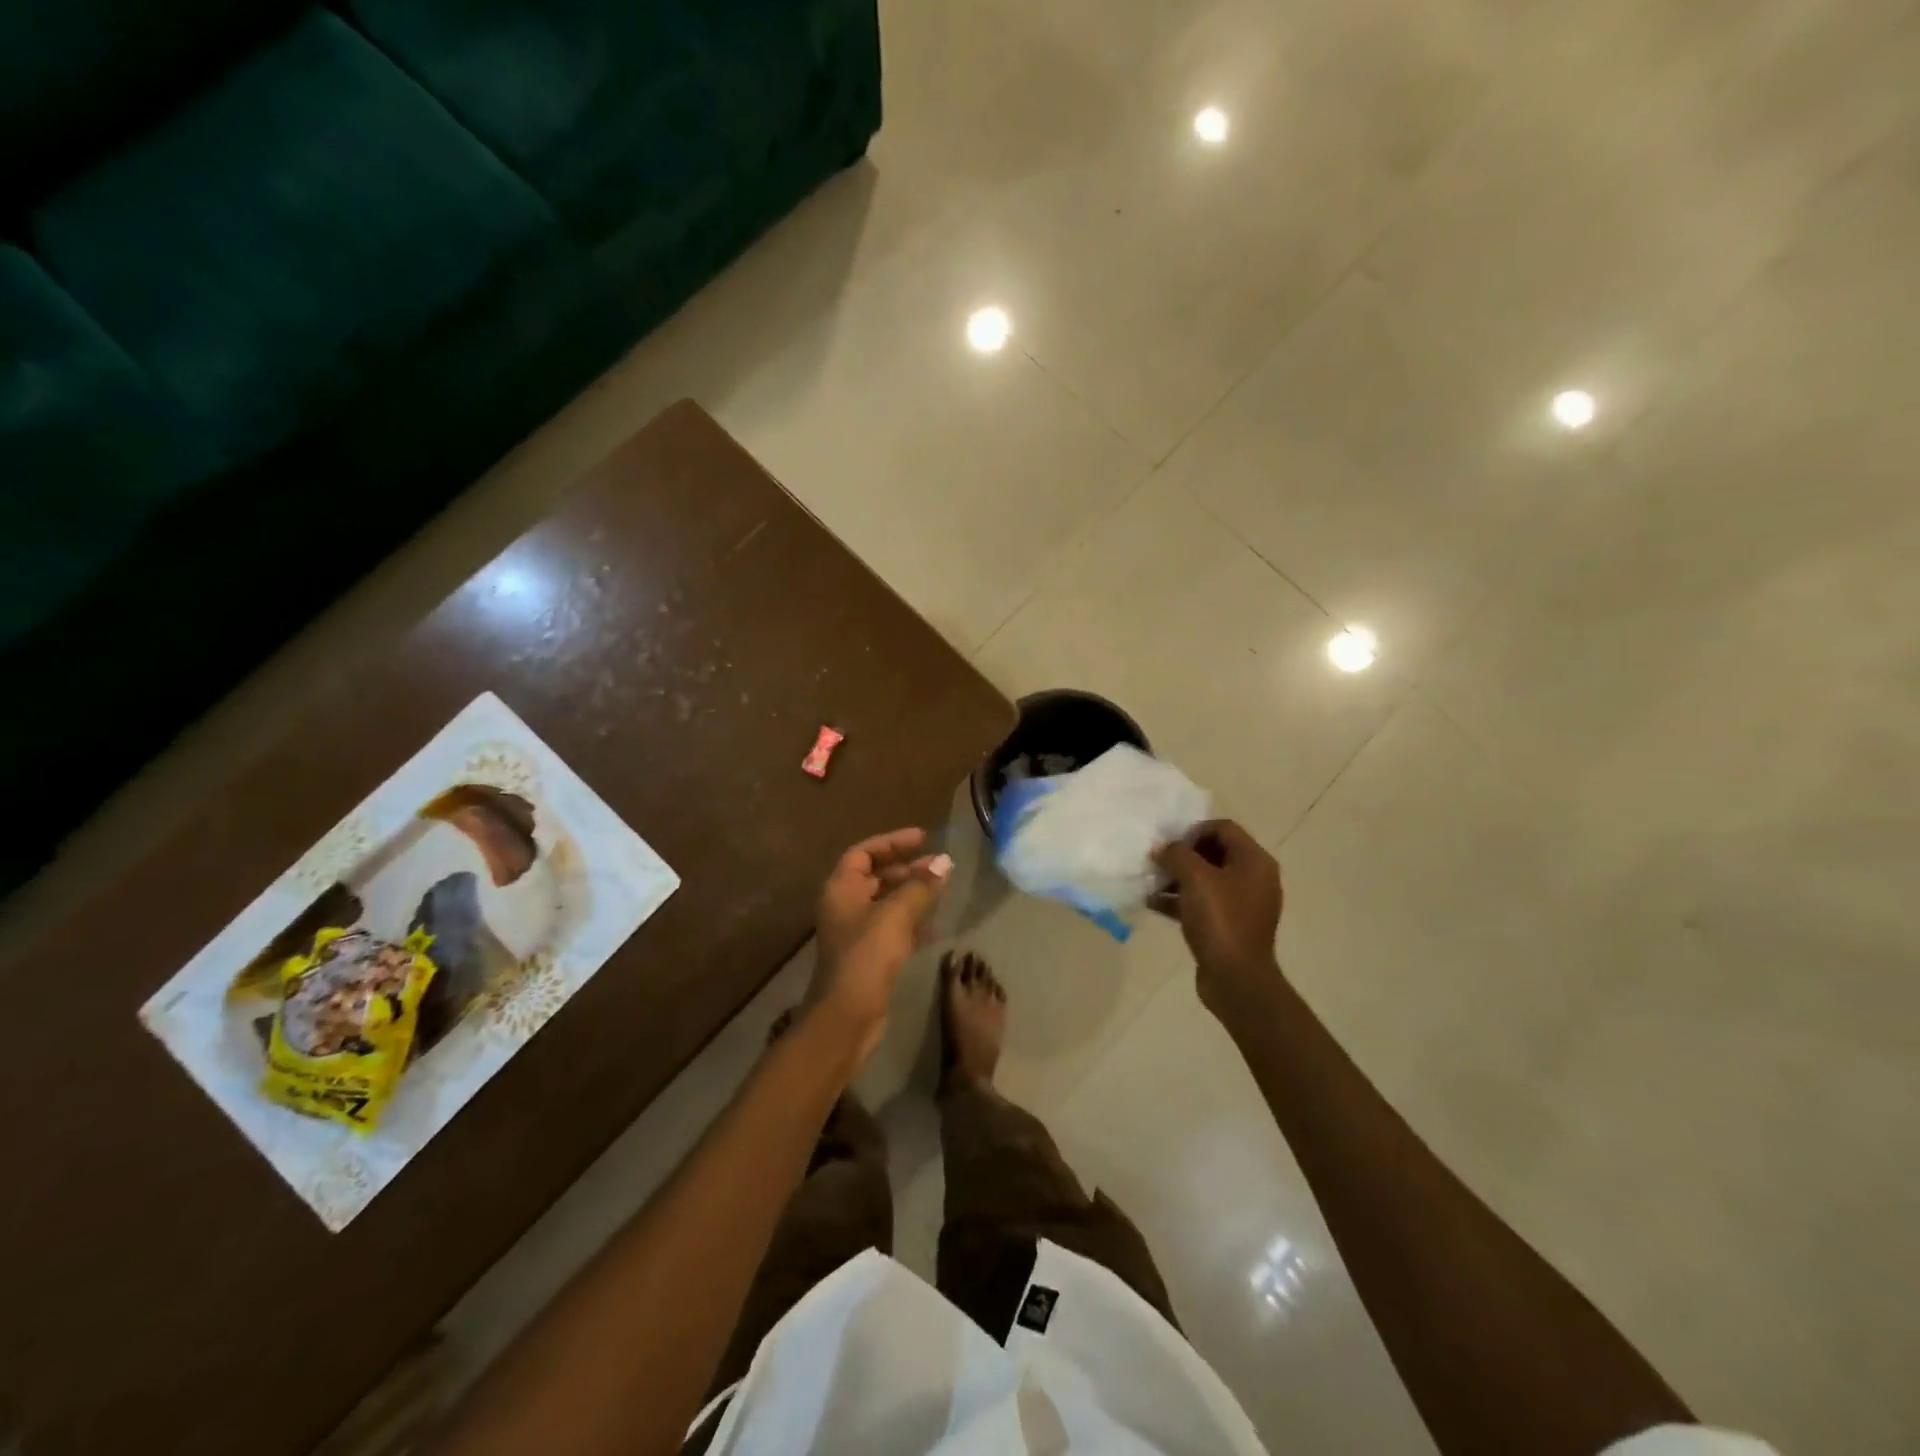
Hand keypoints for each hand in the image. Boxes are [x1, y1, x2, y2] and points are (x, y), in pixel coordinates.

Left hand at [811, 828, 951, 1062]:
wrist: (847, 1016)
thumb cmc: (866, 956)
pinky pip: (893, 927)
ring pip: (887, 902)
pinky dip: (913, 920)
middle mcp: (845, 906)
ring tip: (944, 888)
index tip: (923, 838)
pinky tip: (937, 923)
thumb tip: (945, 862)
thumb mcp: (895, 915)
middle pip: (877, 876)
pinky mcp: (869, 955)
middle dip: (908, 868)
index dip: (892, 842)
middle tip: (941, 865)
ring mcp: (856, 932)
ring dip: (914, 893)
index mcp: (841, 889)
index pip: (863, 853)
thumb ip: (921, 886)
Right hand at [1153, 819, 1283, 1018]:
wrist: (1236, 979)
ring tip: (1150, 882)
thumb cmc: (1220, 920)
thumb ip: (1176, 855)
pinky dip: (1179, 899)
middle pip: (1213, 852)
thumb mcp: (1196, 879)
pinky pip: (1202, 902)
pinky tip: (1152, 903)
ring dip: (1177, 877)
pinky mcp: (1228, 925)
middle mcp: (1253, 878)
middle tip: (1157, 862)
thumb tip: (1162, 849)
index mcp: (1254, 861)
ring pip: (1205, 879)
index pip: (1223, 828)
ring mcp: (1241, 904)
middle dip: (1182, 855)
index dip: (1193, 831)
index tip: (1170, 845)